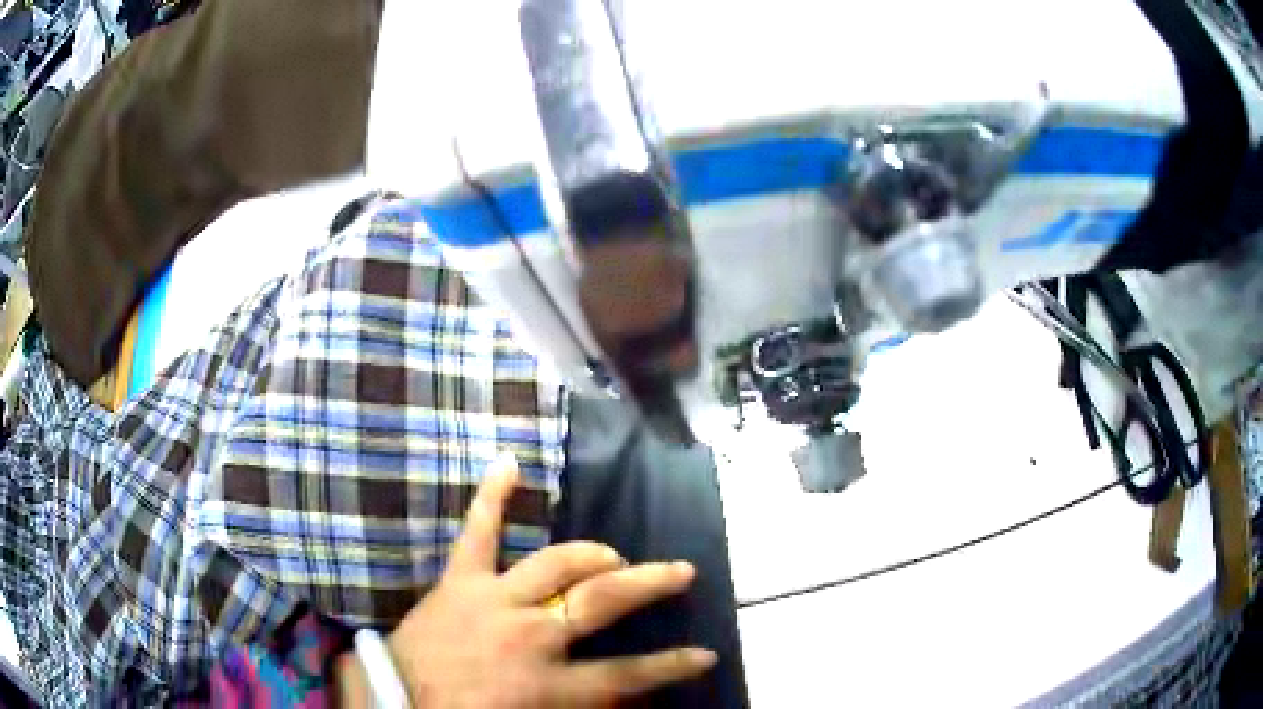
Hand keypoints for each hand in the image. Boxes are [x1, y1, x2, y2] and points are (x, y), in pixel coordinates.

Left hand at [340, 454, 715, 707]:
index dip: (672, 666)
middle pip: (602, 602)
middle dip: (647, 584)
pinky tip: (510, 461)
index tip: (706, 652)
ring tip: (612, 554)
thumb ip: (583, 706)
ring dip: (592, 553)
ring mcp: (495, 599)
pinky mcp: (460, 580)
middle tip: (679, 570)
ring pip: (556, 563)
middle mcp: (532, 634)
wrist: (397, 699)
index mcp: (550, 681)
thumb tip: (627, 697)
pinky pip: (478, 532)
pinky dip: (492, 496)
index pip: (628, 674)